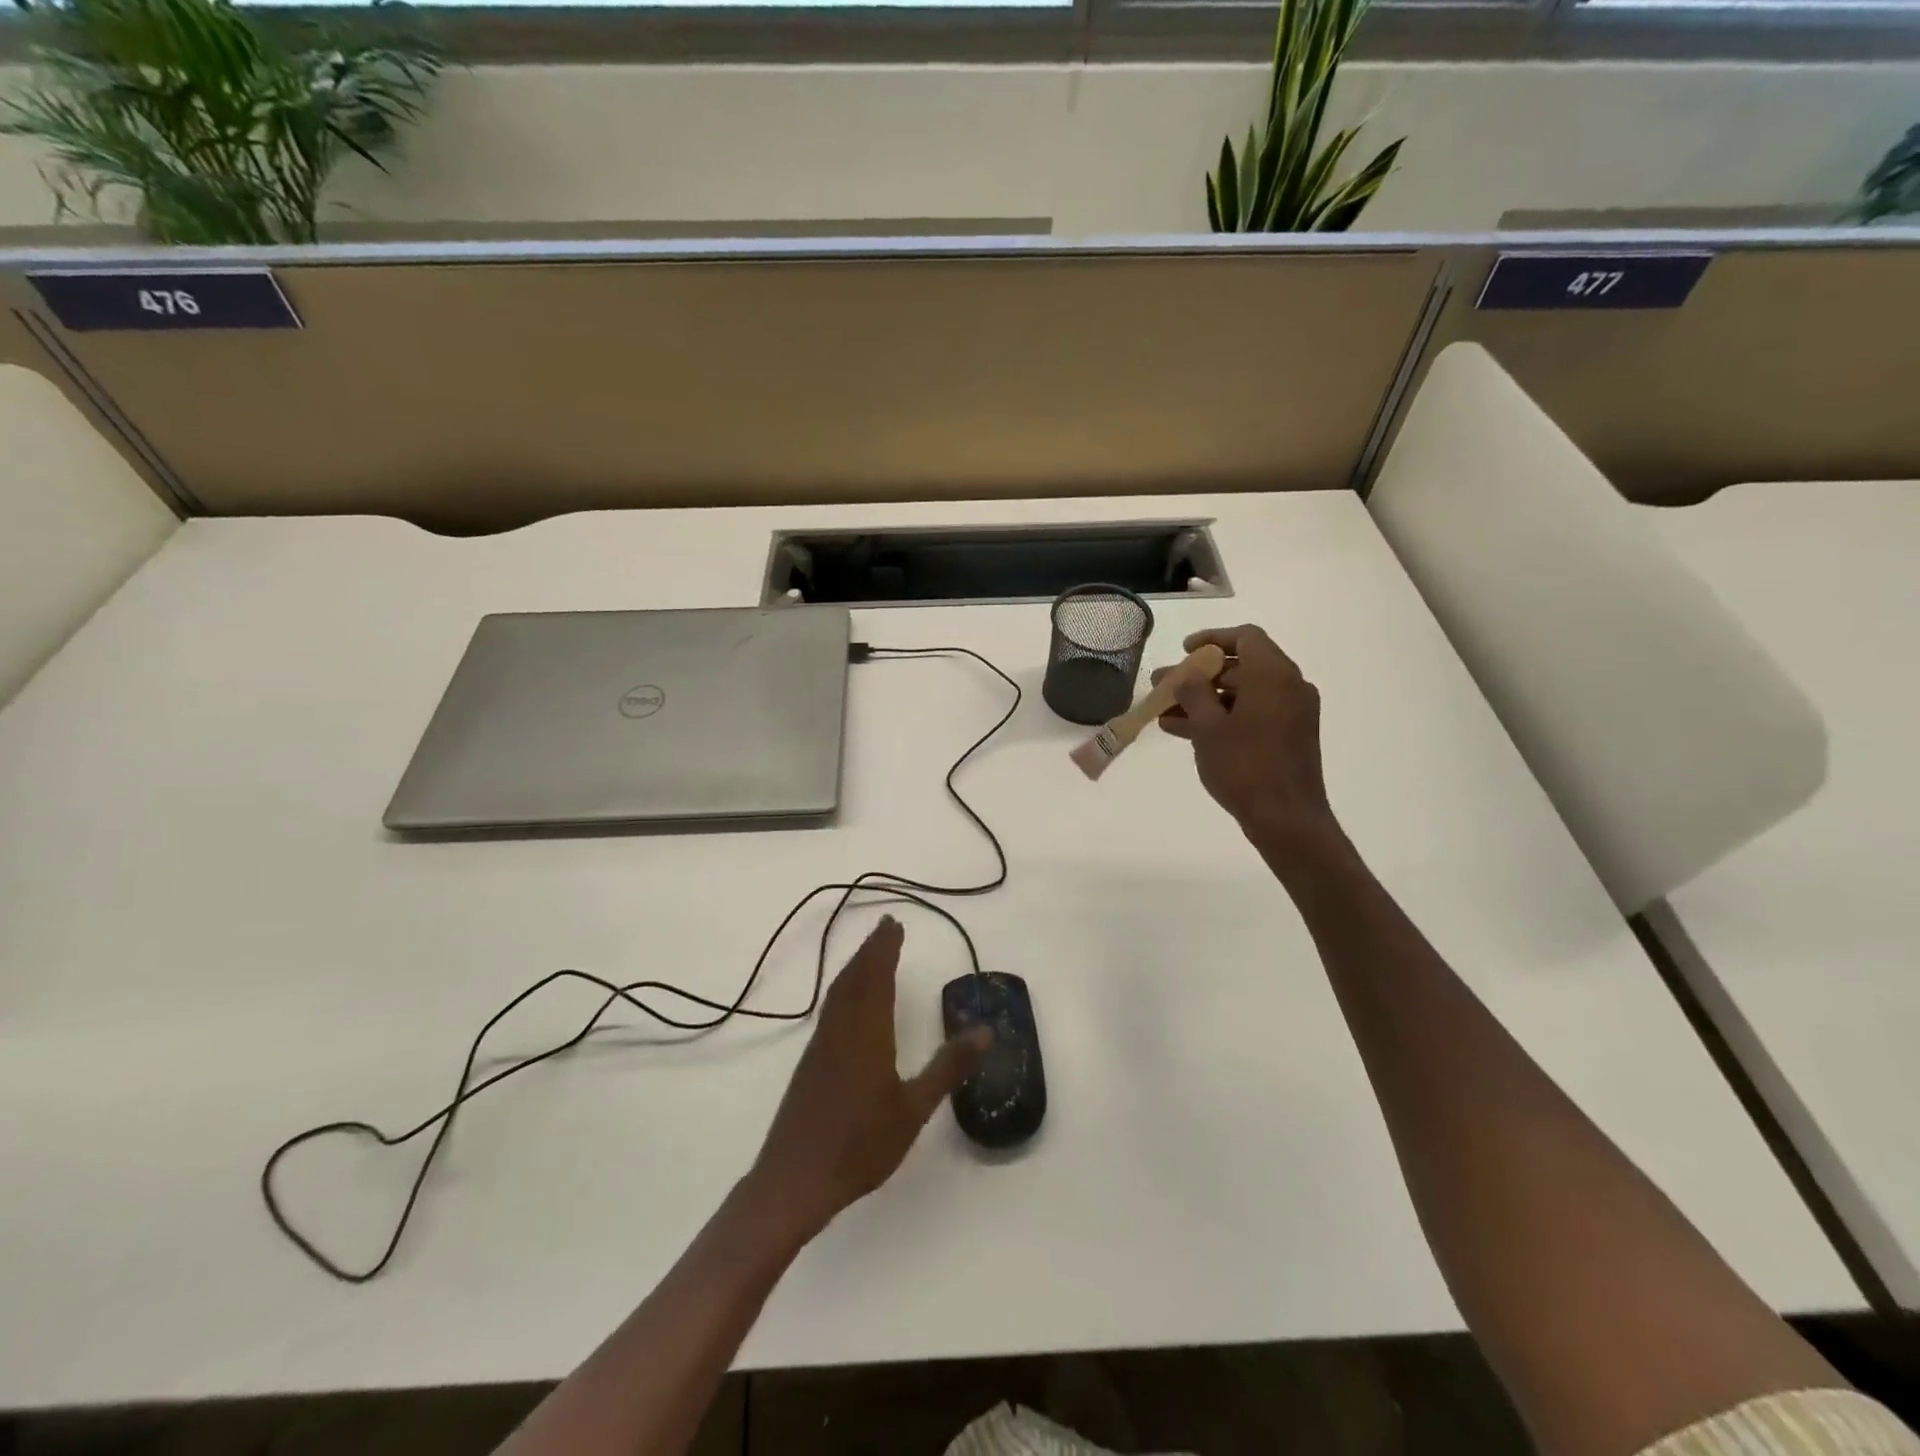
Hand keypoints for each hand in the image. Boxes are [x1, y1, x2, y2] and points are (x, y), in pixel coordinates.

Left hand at [747, 917, 990, 1243]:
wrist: (794, 1180)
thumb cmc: (860, 1144)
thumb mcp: (914, 1108)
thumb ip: (949, 1067)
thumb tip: (986, 1030)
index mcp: (867, 1032)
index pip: (878, 977)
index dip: (886, 948)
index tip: (894, 924)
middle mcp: (841, 1029)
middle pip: (855, 977)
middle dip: (871, 949)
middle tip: (886, 927)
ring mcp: (821, 1045)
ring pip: (839, 992)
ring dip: (855, 966)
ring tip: (870, 954)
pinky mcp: (811, 1063)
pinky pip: (831, 1009)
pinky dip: (844, 989)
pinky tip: (849, 1002)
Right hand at [1155, 625, 1340, 866]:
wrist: (1286, 819)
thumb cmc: (1244, 767)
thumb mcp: (1208, 727)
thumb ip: (1193, 693)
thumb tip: (1186, 675)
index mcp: (1274, 675)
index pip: (1245, 637)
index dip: (1211, 639)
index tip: (1184, 651)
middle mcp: (1289, 686)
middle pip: (1240, 666)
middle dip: (1199, 676)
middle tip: (1163, 686)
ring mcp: (1291, 713)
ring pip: (1242, 694)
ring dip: (1205, 699)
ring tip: (1165, 713)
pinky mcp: (1288, 736)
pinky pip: (1251, 714)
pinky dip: (1221, 717)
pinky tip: (1184, 731)